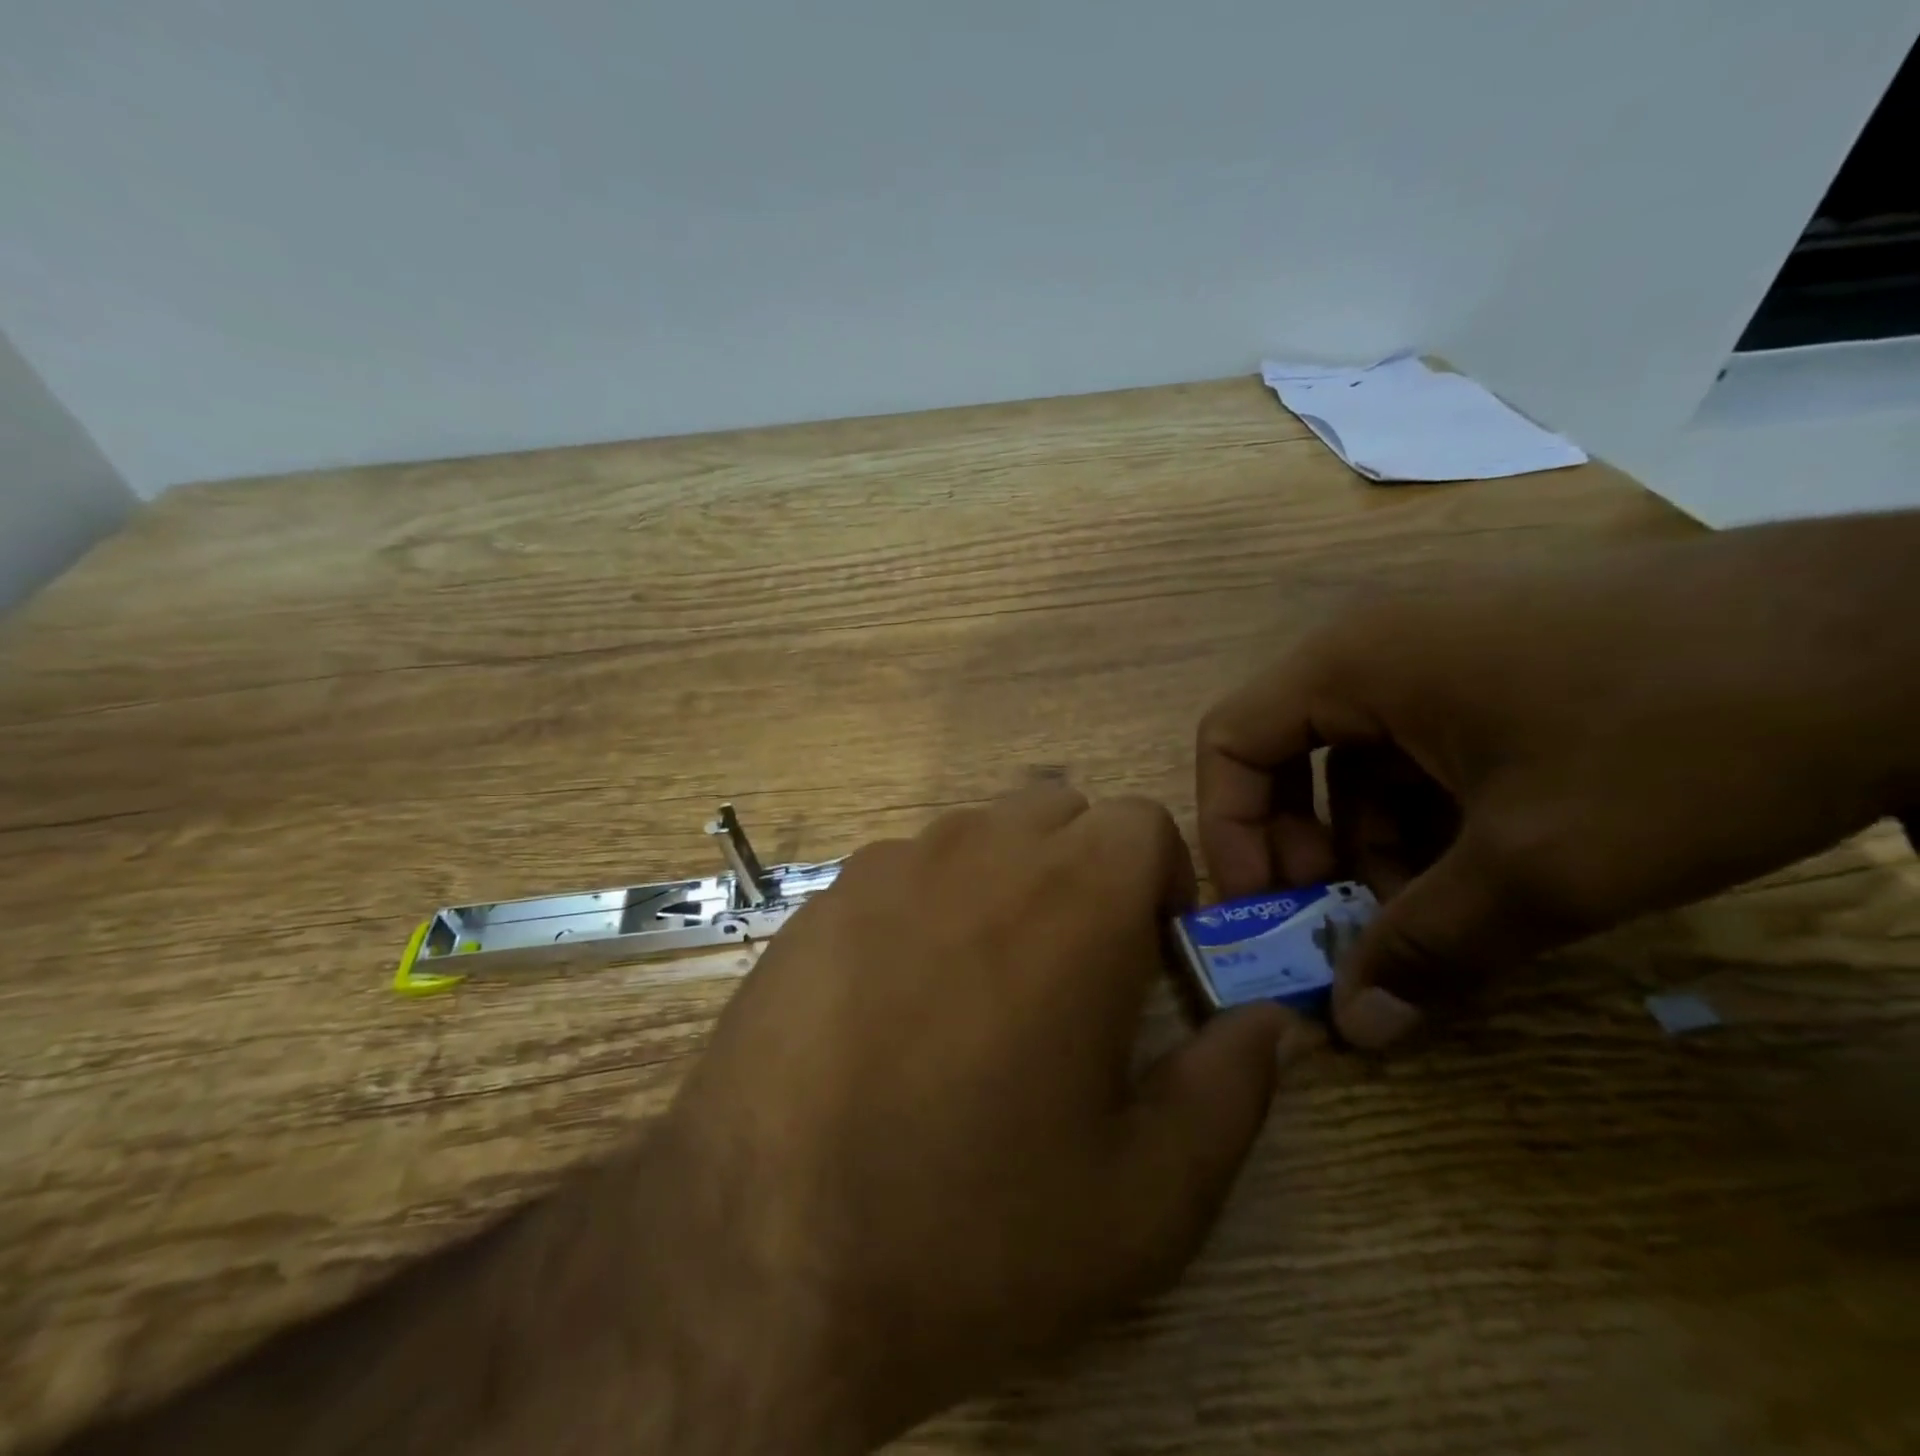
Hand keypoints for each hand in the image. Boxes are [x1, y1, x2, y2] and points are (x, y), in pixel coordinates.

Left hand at [657, 785, 1302, 1448]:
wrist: (762, 1255)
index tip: (1154, 953)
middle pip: (1060, 811)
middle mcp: (979, 851)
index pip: (1142, 822)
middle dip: (1088, 870)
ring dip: (1006, 881)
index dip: (1163, 881)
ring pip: (979, 833)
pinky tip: (899, 999)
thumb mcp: (1144, 1196)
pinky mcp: (822, 897)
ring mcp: (888, 864)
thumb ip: (1230, 1092)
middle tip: (1076, 969)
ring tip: (984, 988)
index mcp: (1075, 898)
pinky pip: (904, 868)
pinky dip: (929, 903)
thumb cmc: (974, 1226)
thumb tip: (1270, 1023)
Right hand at [1196, 515, 1919, 1050]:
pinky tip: (1492, 868)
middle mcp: (1377, 644)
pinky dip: (1433, 815)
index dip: (1232, 835)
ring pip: (1362, 760)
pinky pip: (1425, 747)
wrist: (1915, 634)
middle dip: (1307, 848)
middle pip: (1287, 753)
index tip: (1272, 914)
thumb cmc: (1679, 737)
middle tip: (1351, 922)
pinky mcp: (1502, 665)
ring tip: (1439, 913)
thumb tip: (1354, 1033)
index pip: (1229, 742)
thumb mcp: (1543, 864)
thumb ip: (1431, 948)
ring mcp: (1443, 650)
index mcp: (1351, 661)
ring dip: (1377, 844)